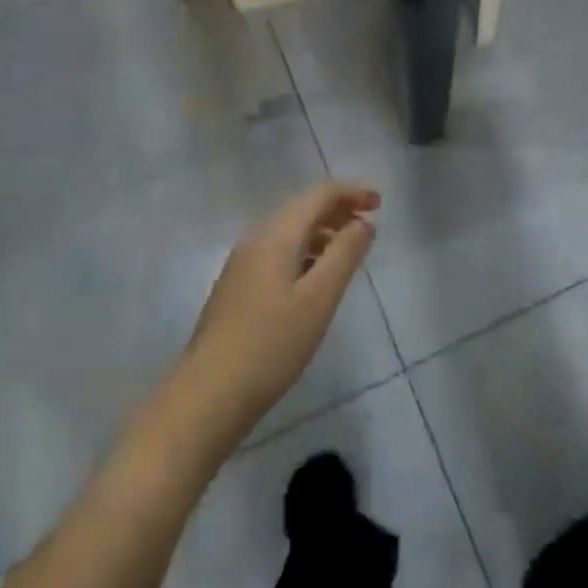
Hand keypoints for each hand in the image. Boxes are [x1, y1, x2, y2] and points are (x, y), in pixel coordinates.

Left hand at [180, 182, 379, 437]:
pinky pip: (279, 251)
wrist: (207, 395)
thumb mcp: (318, 299)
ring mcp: (243, 262)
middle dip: (339, 209)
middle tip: (370, 224)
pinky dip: (306, 251)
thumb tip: (365, 223)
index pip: (319, 194)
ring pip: (290, 231)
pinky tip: (316, 277)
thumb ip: (344, 254)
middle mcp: (257, 238)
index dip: (352, 192)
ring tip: (349, 251)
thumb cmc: (271, 345)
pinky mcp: (238, 286)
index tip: (380, 204)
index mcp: (276, 234)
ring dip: (323, 231)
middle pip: (303, 207)